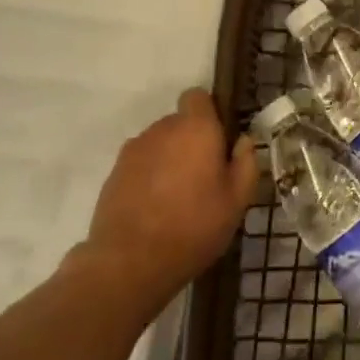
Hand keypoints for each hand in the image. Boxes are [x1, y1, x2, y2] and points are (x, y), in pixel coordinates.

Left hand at [75, 89, 258, 321]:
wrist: (129, 263)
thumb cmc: (194, 227)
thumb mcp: (237, 201)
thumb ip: (246, 163)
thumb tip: (243, 141)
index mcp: (196, 128)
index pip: (197, 96)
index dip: (208, 112)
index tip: (217, 140)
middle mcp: (162, 130)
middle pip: (179, 123)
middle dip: (190, 141)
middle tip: (202, 176)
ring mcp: (133, 151)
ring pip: (158, 144)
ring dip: (168, 159)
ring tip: (176, 197)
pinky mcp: (113, 174)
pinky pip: (139, 165)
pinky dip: (148, 177)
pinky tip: (154, 209)